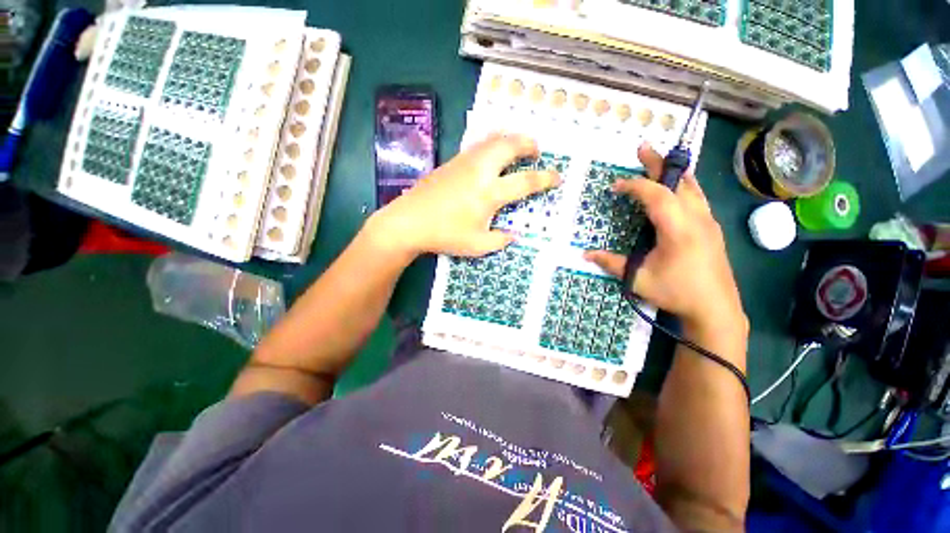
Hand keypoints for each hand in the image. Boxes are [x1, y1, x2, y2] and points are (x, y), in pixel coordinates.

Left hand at [366, 133, 560, 257]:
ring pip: (493, 139)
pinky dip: (493, 142)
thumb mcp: (477, 246)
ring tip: (518, 147)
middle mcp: (480, 171)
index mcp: (489, 193)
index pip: (525, 182)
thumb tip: (513, 234)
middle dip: (529, 144)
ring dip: (511, 139)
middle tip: (537, 151)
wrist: (409, 221)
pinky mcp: (452, 161)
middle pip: (510, 145)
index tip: (557, 177)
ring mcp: (464, 162)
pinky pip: (479, 144)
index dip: (545, 179)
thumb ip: (500, 240)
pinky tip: (493, 153)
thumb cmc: (445, 235)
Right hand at [584, 143, 745, 333]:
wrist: (716, 309)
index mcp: (679, 229)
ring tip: (659, 162)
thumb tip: (585, 254)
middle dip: (658, 164)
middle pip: (677, 183)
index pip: (656, 195)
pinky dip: (684, 186)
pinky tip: (677, 188)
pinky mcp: (712, 229)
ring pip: (693, 187)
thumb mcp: (639, 279)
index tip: (616, 186)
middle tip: (642, 148)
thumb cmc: (676, 293)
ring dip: (673, 173)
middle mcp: (697, 219)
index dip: (635, 186)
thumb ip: (611, 263)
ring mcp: (708, 222)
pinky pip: (698, 197)